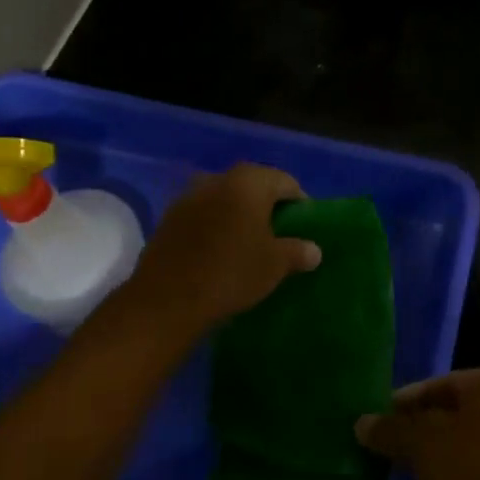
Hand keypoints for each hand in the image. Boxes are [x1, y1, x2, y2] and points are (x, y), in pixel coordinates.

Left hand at [129, 164, 321, 328]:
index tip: (304, 227)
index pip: (286, 182)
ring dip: (239, 213)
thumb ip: (298, 251)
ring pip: (226, 198)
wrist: (166, 301)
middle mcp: (218, 179)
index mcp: (249, 182)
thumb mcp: (275, 265)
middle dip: (268, 206)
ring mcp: (190, 196)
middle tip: (279, 233)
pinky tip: (220, 249)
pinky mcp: (170, 217)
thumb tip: (314, 250)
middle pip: (254, 185)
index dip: (300, 203)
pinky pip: (204, 213)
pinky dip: (216, 224)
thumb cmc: (231, 273)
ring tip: (248, 242)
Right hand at [355, 369, 479, 479]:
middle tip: (393, 464)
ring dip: (437, 470)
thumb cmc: (475, 472)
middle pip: (452, 419)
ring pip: (466, 450)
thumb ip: (392, 430)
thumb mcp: (424, 445)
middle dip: (421, 443)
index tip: (380, 428)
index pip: (437, 385)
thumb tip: (363, 423)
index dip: (405, 406)